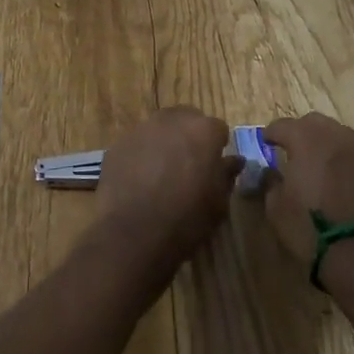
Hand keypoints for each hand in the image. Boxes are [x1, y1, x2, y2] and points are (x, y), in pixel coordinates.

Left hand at [95, 107, 239, 270]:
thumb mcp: (218, 202)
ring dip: (165, 143)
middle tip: (188, 166)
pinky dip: (142, 154)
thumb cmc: (186, 219)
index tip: (213, 167)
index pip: (218, 129)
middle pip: (186, 119)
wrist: (133, 234)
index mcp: (203, 130)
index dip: (217, 148)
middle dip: (190, 137)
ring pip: (159, 128)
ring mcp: (141, 129)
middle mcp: (172, 120)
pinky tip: (140, 180)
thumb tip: (234, 161)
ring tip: (162, 173)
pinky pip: (137, 143)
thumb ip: (226, 174)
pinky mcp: (118, 144)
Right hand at [261, 113, 353, 267]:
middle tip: (289, 148)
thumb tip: (270, 172)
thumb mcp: (276, 207)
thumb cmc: (310, 228)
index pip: (283, 125)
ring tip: (313, 160)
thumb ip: (270, 182)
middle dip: (298, 131)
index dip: (271, 133)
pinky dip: (339, 155)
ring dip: (321, 140)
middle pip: (313, 122)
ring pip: (336, 133)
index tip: (265, 142)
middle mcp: (334, 136)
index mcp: (306, 140)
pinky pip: (351, 151)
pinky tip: (333, 174)